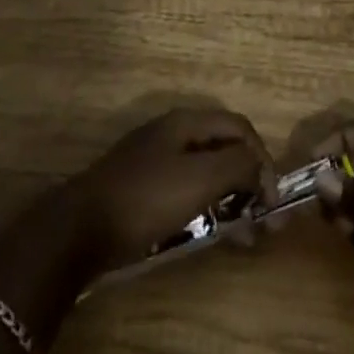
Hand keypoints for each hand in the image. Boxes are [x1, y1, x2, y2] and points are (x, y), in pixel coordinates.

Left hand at [68, 107, 278, 270]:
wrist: (81, 226)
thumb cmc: (146, 197)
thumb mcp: (199, 179)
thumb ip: (236, 165)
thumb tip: (260, 165)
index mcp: (187, 120)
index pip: (240, 127)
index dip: (262, 158)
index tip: (272, 200)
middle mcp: (173, 130)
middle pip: (223, 145)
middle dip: (248, 178)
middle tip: (261, 219)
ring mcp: (155, 155)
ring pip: (205, 168)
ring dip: (229, 195)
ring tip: (240, 233)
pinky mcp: (142, 184)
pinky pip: (186, 186)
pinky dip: (206, 204)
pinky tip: (206, 229)